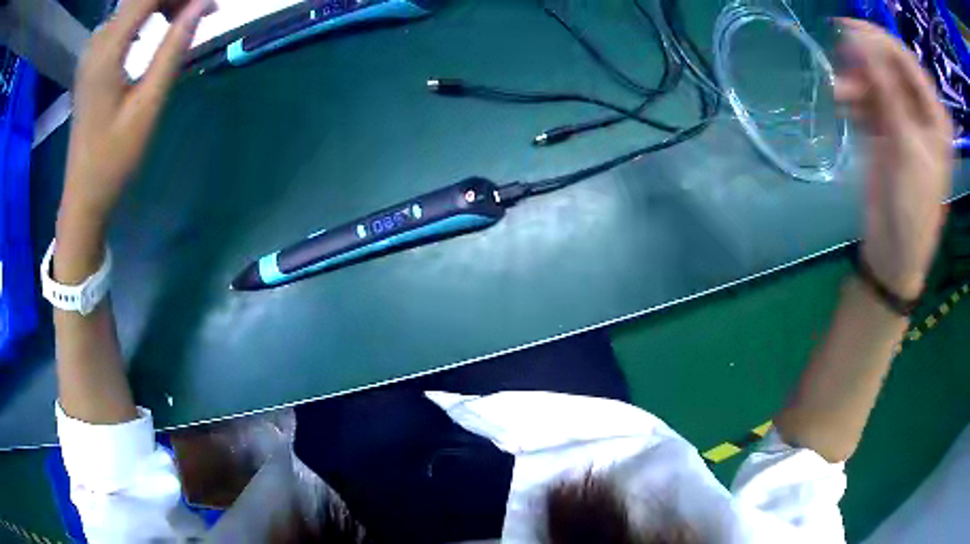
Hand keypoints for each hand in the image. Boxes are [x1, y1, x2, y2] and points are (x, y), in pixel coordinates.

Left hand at [55, 0, 210, 280]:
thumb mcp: (148, 104)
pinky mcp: (93, 58)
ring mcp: (92, 49)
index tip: (206, 3)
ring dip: (163, 3)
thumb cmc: (114, 158)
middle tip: (203, 10)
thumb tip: (203, 4)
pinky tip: (162, 28)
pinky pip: (125, 20)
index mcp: (107, 51)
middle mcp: (97, 41)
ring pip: (134, 4)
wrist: (83, 194)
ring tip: (188, 17)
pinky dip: (148, 15)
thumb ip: (173, 48)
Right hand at [836, 19, 953, 299]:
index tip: (848, 29)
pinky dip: (854, 98)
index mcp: (935, 117)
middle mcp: (921, 111)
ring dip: (857, 82)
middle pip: (891, 67)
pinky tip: (842, 104)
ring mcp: (903, 119)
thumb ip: (887, 92)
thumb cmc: (913, 208)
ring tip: (839, 93)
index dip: (880, 40)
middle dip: (867, 60)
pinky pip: (868, 99)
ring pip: (877, 81)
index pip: (908, 61)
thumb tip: (859, 41)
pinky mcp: (886, 129)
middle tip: (840, 57)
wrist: (895, 252)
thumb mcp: (906, 147)